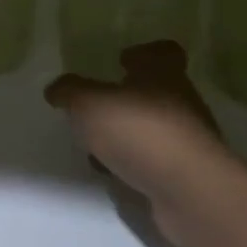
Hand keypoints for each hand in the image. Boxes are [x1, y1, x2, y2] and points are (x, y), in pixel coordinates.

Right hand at [45, 41, 232, 246]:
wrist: (190, 194)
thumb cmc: (140, 132)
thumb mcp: (89, 104)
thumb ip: (71, 92)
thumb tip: (56, 89)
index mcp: (162, 74)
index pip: (163, 52)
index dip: (143, 53)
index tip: (122, 61)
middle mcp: (180, 102)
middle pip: (155, 92)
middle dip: (126, 99)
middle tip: (96, 106)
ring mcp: (187, 142)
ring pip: (152, 129)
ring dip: (127, 135)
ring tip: (96, 147)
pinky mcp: (186, 176)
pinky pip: (154, 162)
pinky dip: (135, 165)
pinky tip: (112, 174)